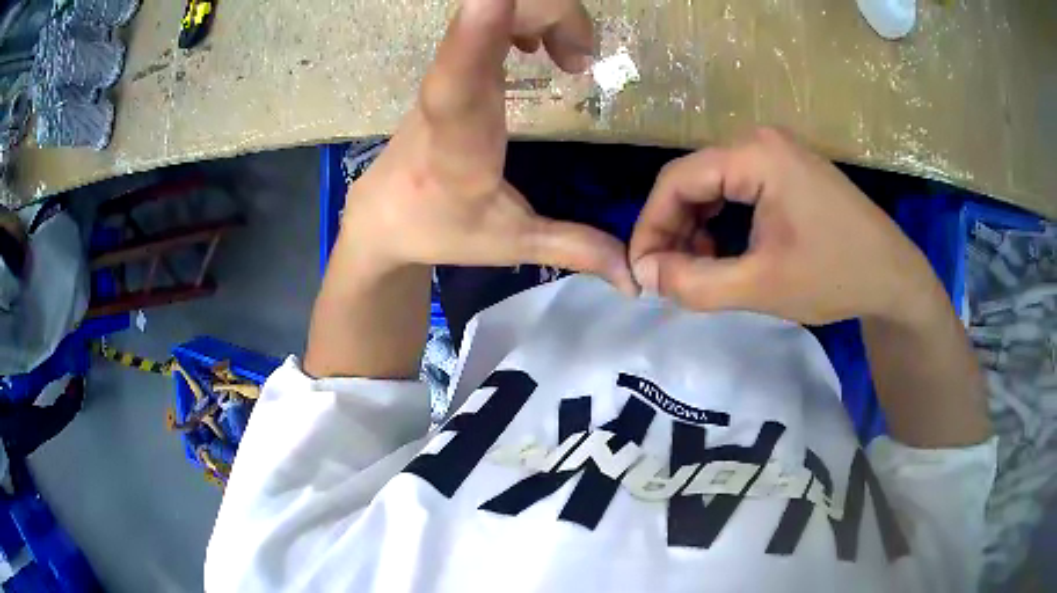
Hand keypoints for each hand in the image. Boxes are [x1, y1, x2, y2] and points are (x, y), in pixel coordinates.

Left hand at [338, 0, 635, 294]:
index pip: (459, 76)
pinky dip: (529, 15)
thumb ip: (574, 248)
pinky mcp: (457, 63)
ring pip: (494, 8)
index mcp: (458, 142)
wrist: (382, 212)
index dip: (477, 31)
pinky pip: (491, 16)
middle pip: (490, 14)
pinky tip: (540, 46)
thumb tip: (635, 275)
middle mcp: (451, 92)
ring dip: (548, 12)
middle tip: (583, 60)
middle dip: (554, 12)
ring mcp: (452, 70)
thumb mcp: (510, 243)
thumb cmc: (439, 228)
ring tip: (572, 58)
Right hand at [629, 128, 939, 323]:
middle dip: (674, 229)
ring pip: (713, 185)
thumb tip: (645, 275)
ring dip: (696, 226)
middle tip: (670, 277)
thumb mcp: (761, 287)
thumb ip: (696, 284)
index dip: (650, 227)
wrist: (894, 277)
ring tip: (699, 269)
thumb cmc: (835, 277)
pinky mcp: (786, 169)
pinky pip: (737, 188)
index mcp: (755, 155)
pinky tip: (725, 251)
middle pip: (693, 179)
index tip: (642, 273)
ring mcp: (776, 152)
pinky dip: (721, 220)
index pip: (677, 181)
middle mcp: (760, 141)